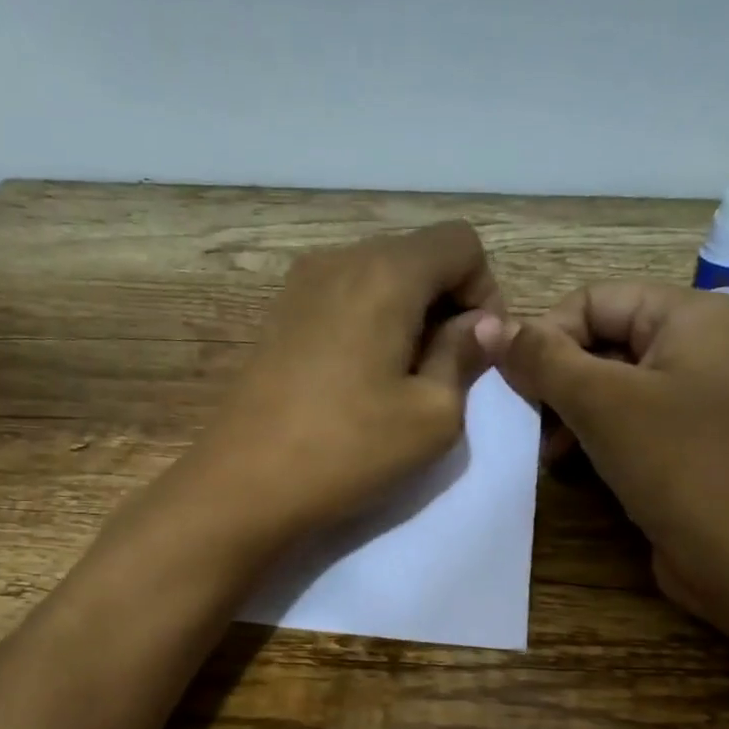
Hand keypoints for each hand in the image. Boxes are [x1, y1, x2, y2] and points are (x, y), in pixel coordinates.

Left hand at [189, 221, 501, 541]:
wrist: (242, 486)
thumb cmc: (348, 450)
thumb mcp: (432, 415)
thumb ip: (464, 357)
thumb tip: (482, 325)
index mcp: (385, 272)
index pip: (461, 243)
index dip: (485, 292)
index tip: (476, 353)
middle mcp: (340, 259)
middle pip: (417, 256)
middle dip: (446, 305)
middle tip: (445, 373)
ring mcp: (300, 285)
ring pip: (379, 278)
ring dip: (407, 318)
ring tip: (401, 382)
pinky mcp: (278, 316)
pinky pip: (343, 300)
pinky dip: (369, 326)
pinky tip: (359, 382)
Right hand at [476, 282, 728, 630]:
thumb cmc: (679, 463)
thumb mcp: (602, 402)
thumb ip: (542, 360)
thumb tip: (487, 324)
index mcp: (690, 315)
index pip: (593, 300)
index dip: (546, 336)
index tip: (513, 385)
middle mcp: (697, 347)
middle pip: (601, 342)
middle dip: (556, 380)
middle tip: (526, 422)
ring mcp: (694, 400)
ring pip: (610, 387)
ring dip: (568, 414)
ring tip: (547, 453)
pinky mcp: (686, 446)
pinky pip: (627, 425)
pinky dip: (593, 439)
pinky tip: (571, 468)